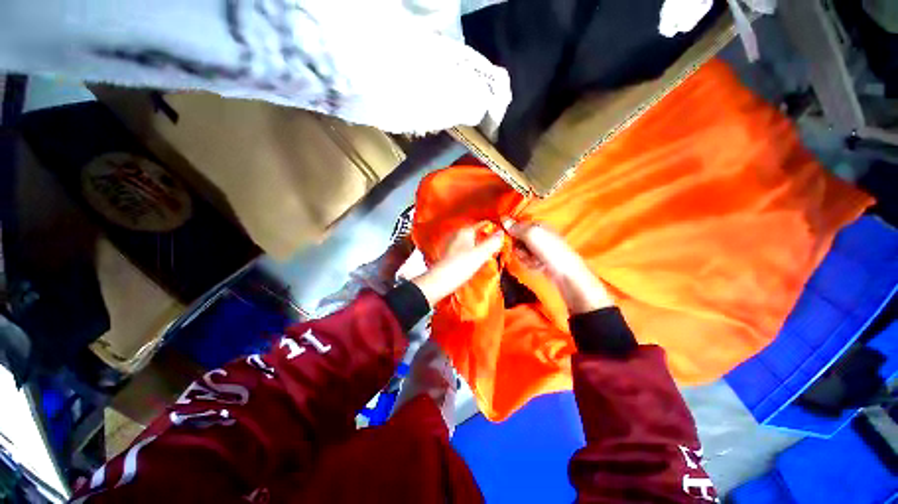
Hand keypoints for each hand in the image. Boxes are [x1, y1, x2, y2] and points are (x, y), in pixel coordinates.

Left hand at [411, 225, 503, 306]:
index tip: (503, 235)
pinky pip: (467, 250)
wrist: (440, 281)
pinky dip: (474, 253)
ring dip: (481, 246)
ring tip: (491, 253)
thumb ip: (492, 243)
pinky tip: (478, 260)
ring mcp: (453, 246)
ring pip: (471, 242)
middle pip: (477, 233)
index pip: (482, 224)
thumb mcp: (480, 254)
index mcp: (465, 231)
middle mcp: (458, 236)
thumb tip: (502, 232)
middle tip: (499, 245)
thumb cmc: (460, 266)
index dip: (493, 228)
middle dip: (487, 238)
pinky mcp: (451, 256)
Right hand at [503, 219, 612, 314]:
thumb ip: (517, 227)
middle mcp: (537, 235)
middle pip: (516, 240)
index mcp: (537, 225)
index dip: (510, 232)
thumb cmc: (550, 250)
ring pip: (519, 251)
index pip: (516, 225)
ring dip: (524, 258)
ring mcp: (538, 248)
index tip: (509, 238)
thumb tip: (503, 219)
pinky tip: (538, 266)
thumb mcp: (531, 235)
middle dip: (518, 248)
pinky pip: (526, 260)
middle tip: (526, 252)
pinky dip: (530, 264)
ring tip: (535, 261)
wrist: (565, 273)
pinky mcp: (538, 259)